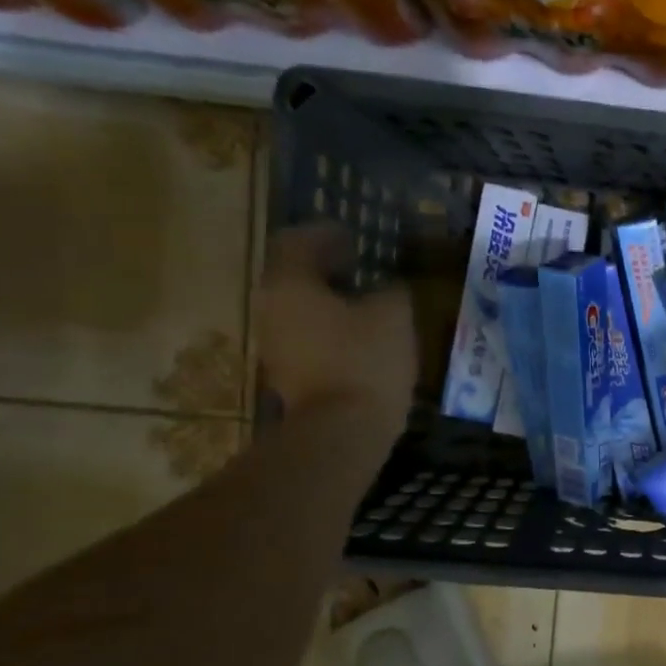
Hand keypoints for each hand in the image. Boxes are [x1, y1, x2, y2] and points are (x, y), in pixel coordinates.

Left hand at [256, 224, 415, 413]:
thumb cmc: (365, 360)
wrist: (342, 431)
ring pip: (300, 309)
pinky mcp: (289, 375)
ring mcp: (276, 345)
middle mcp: (272, 309)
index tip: (353, 237)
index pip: (298, 241)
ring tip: (366, 302)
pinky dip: (330, 330)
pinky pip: (308, 338)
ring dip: (329, 301)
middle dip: (327, 268)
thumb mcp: (393, 314)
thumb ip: (391, 290)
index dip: (326, 234)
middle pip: (294, 276)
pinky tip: (361, 337)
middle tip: (361, 267)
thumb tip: (388, 286)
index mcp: (290, 284)